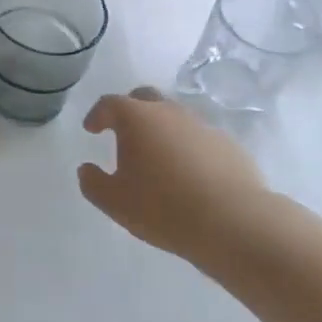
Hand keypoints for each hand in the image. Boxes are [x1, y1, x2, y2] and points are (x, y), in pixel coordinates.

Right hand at [78, 88, 270, 260]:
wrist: (235, 224)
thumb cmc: (163, 208)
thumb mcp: (114, 202)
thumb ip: (92, 182)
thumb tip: (86, 169)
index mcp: (137, 119)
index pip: (109, 104)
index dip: (97, 115)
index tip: (91, 129)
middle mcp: (169, 113)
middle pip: (145, 98)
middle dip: (130, 110)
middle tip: (123, 132)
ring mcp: (203, 127)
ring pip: (176, 118)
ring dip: (162, 130)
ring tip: (158, 158)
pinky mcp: (230, 146)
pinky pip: (200, 140)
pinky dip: (189, 149)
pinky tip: (189, 175)